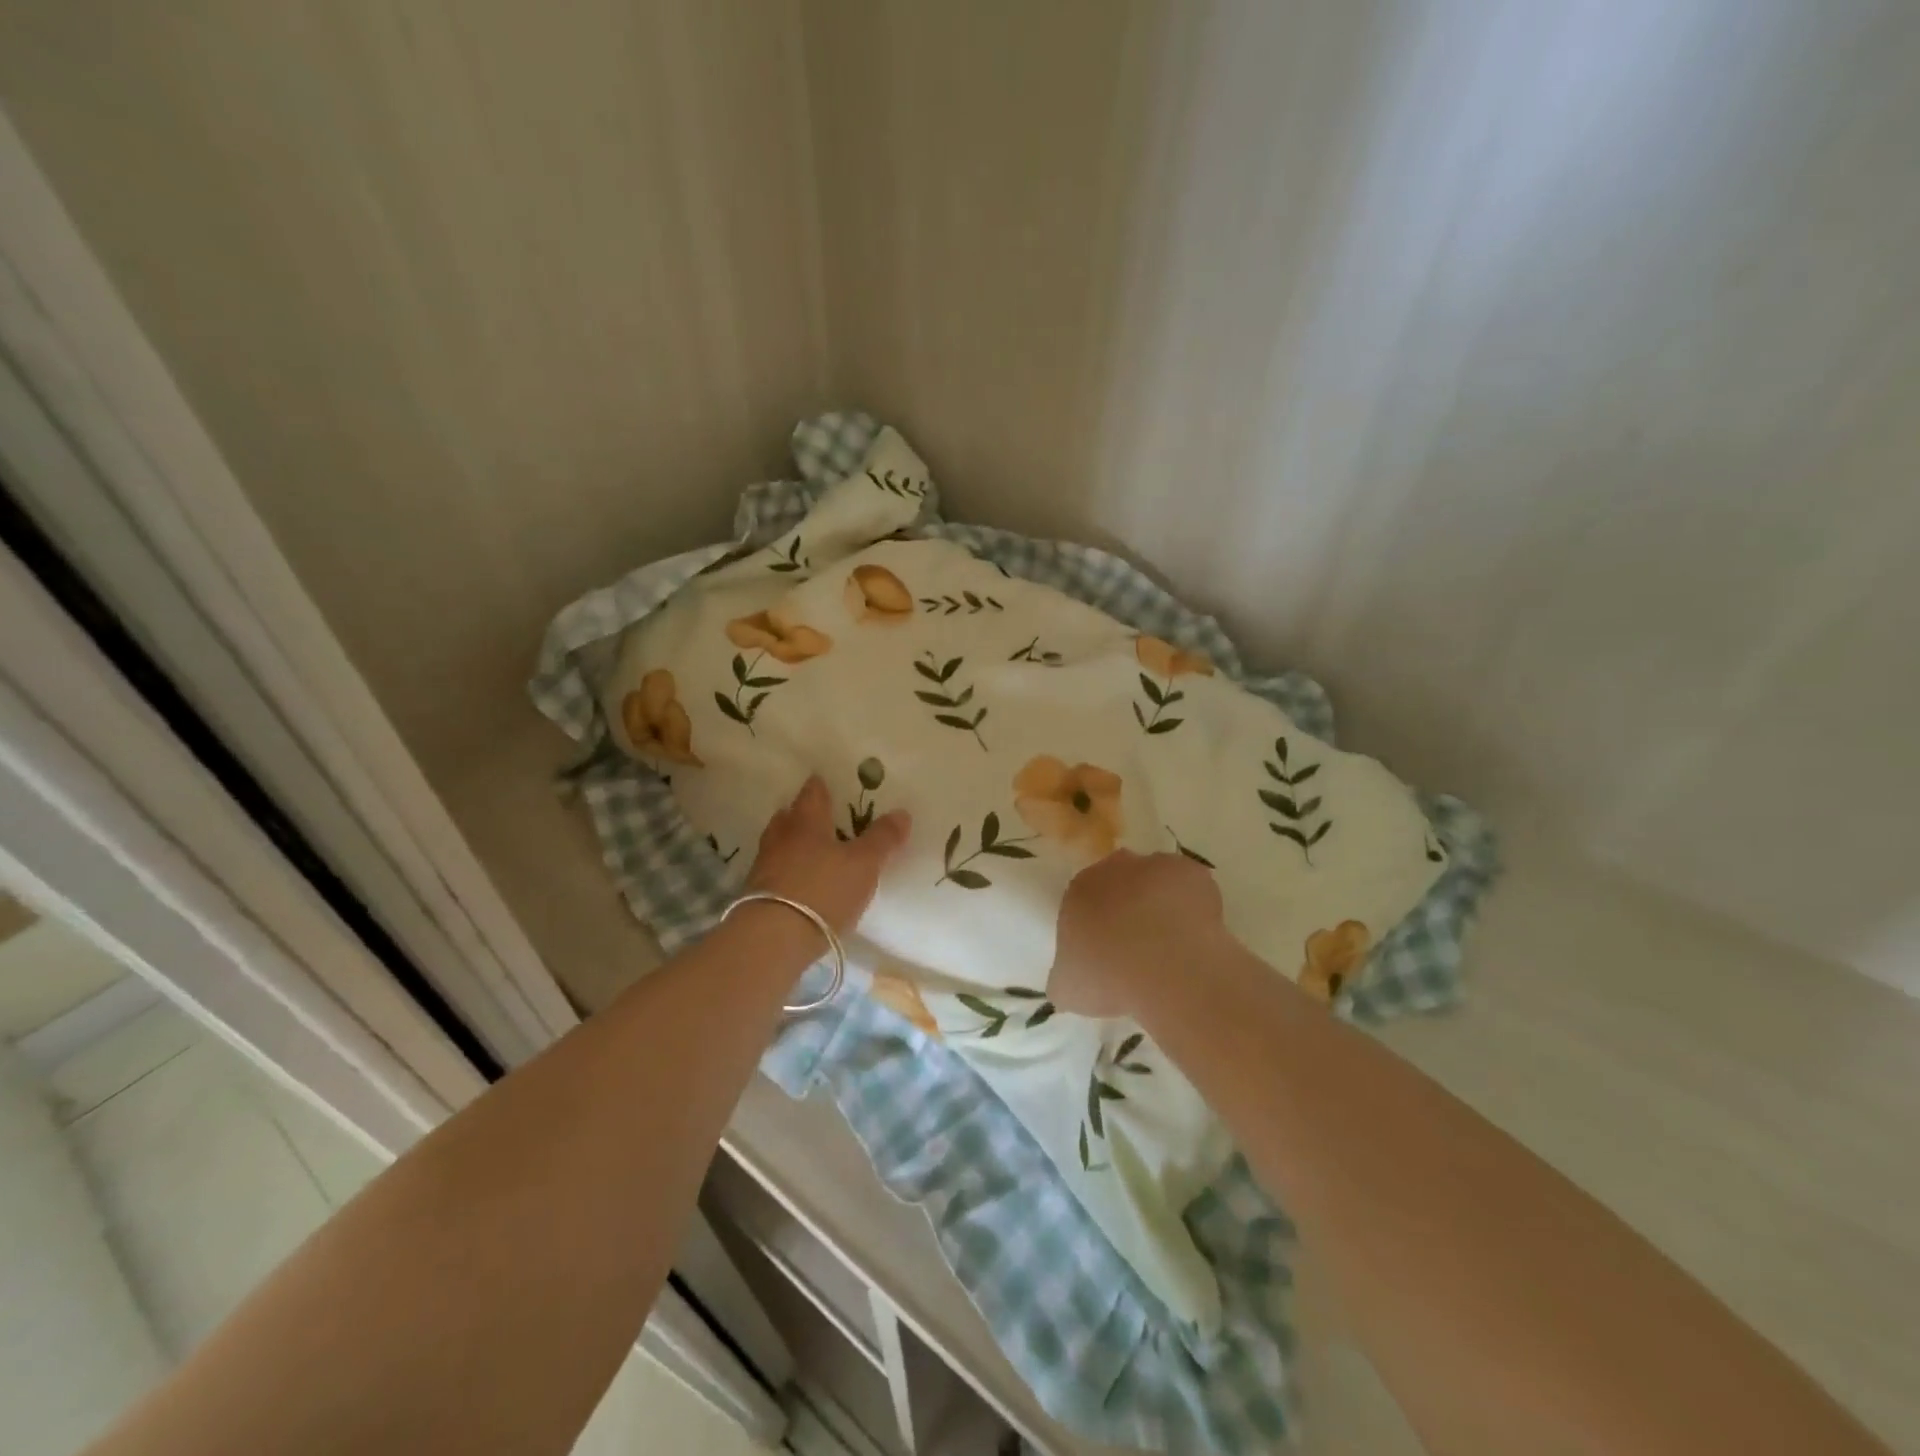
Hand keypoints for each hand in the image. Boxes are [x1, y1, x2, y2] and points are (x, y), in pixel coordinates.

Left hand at [745, 775, 911, 936]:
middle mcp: (781, 837)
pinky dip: (786, 871)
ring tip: (809, 849)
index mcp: (807, 821)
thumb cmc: (823, 889)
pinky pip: (774, 872)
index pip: (813, 793)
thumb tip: (902, 812)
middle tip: (818, 816)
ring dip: (792, 843)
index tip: (825, 781)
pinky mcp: (757, 895)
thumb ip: (882, 839)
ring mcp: (764, 866)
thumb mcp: (864, 864)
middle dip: (802, 814)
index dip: (820, 786)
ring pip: (779, 844)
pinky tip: (798, 881)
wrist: (773, 938)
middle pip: (789, 817)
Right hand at [1048, 850, 1227, 1018]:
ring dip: (1161, 904)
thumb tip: (1069, 980)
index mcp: (1079, 890)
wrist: (1166, 968)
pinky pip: (1193, 888)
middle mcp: (1114, 868)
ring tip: (1171, 946)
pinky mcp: (1194, 874)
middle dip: (1127, 907)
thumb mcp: (1068, 988)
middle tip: (1138, 946)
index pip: (1084, 900)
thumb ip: (1064, 977)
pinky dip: (1195, 907)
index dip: (1096, 925)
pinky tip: (1196, 938)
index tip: (1107, 952)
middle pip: (1119, 882)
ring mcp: (1156, 866)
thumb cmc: (1108, 977)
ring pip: (1157, 881)